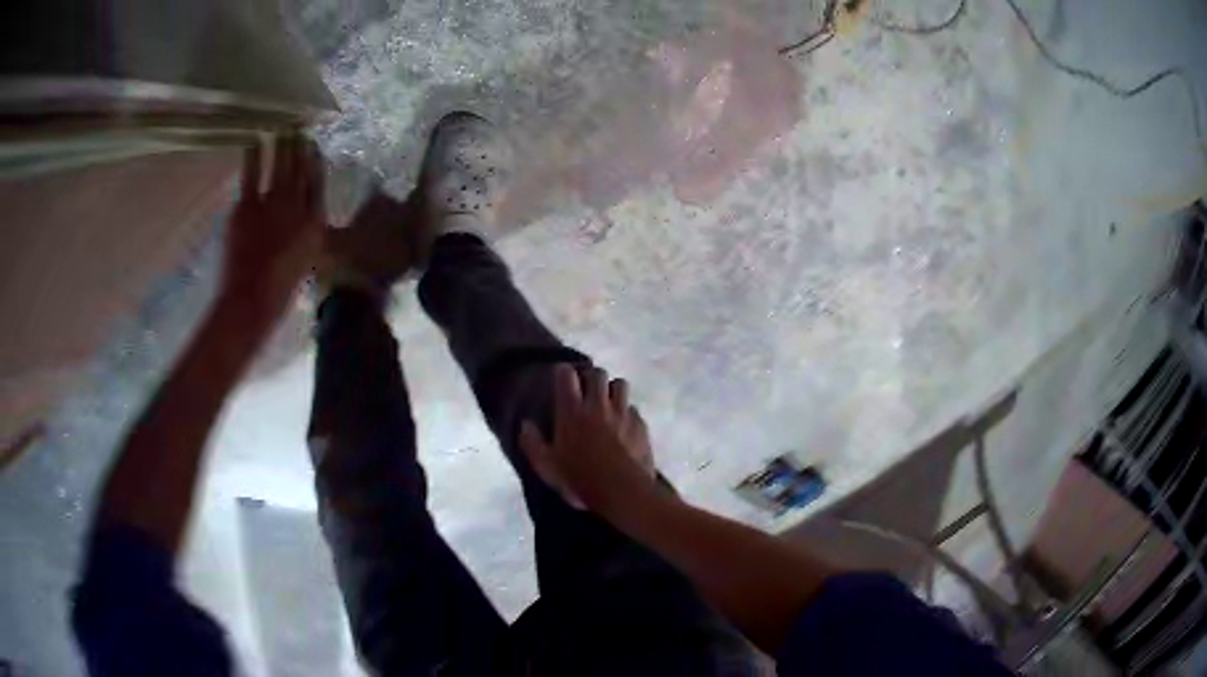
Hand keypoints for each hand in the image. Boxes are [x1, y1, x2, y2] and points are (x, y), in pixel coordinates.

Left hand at [222, 134, 325, 325]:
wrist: (251, 300)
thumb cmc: (280, 291)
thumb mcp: (304, 262)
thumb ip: (308, 236)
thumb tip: (307, 220)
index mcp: (314, 221)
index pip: (317, 182)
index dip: (314, 160)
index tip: (312, 144)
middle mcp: (297, 205)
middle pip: (299, 167)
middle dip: (299, 144)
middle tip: (297, 124)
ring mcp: (271, 203)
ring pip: (279, 165)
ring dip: (282, 143)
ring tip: (282, 126)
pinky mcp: (247, 207)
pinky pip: (251, 175)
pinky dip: (252, 156)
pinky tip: (254, 141)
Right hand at [520, 365, 657, 511]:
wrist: (623, 491)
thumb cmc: (580, 478)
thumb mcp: (546, 467)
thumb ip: (532, 443)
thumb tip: (525, 425)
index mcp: (572, 411)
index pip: (566, 374)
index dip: (563, 373)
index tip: (560, 380)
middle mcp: (598, 405)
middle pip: (597, 373)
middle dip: (590, 377)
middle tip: (585, 391)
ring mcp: (623, 413)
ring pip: (620, 384)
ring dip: (612, 390)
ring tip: (607, 403)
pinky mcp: (641, 425)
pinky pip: (634, 409)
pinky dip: (627, 413)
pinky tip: (624, 426)